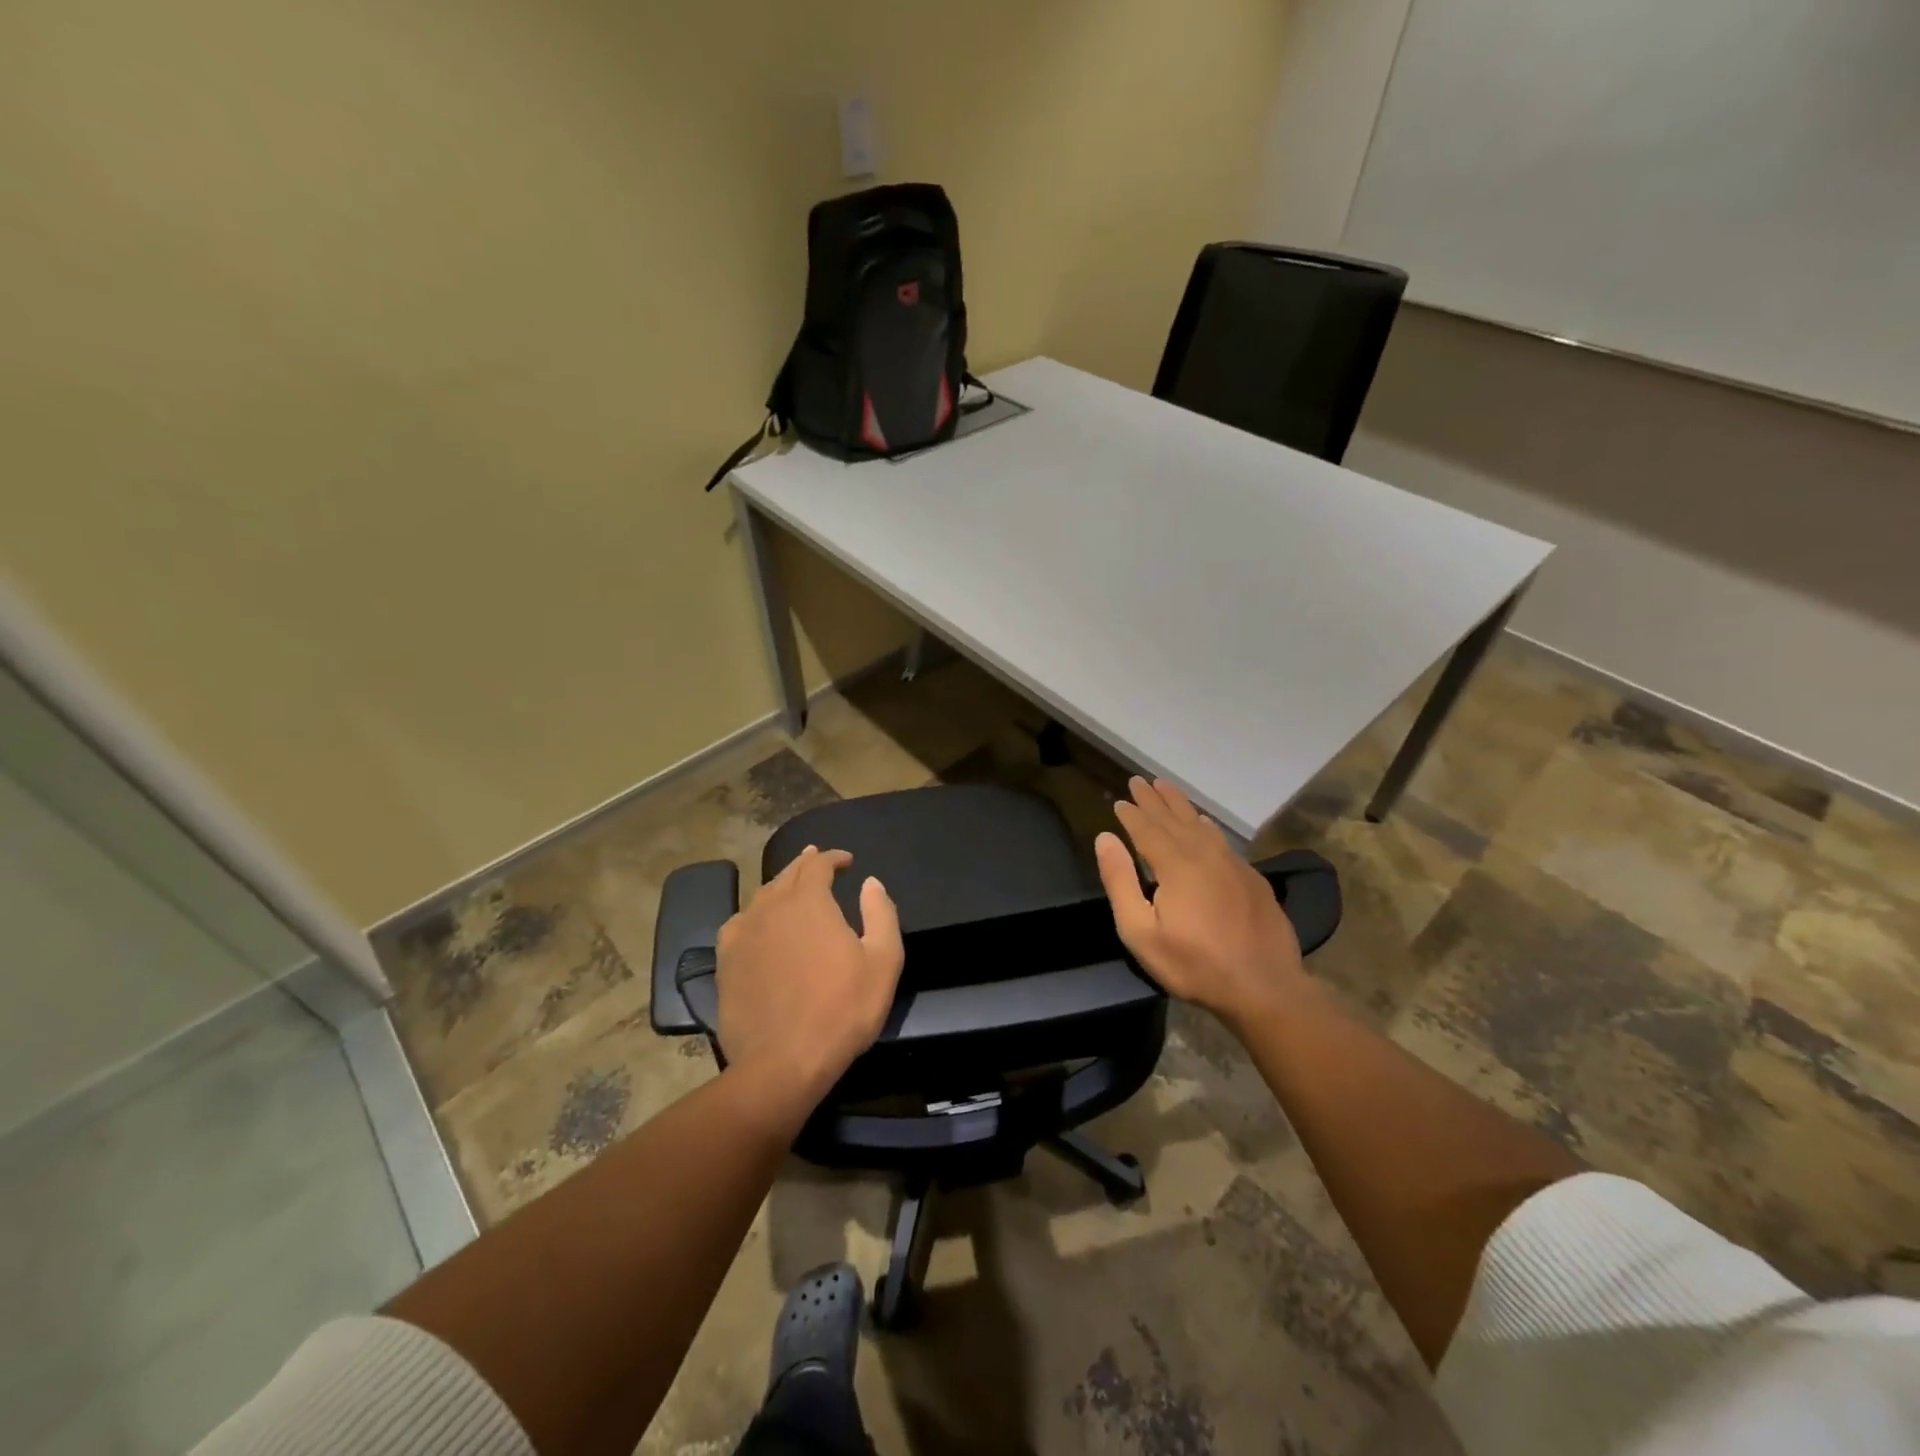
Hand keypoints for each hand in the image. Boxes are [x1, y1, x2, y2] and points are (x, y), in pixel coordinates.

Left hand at [713, 846, 903, 1106]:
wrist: (781, 1063)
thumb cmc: (841, 1011)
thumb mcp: (883, 962)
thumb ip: (880, 913)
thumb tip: (870, 882)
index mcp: (809, 901)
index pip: (819, 864)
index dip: (833, 858)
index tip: (847, 861)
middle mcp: (771, 907)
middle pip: (787, 874)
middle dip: (805, 864)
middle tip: (817, 860)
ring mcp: (742, 933)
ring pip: (762, 896)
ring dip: (780, 886)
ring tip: (791, 887)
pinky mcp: (725, 961)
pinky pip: (740, 923)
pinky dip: (754, 914)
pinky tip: (758, 923)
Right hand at [1095, 777, 1304, 1029]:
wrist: (1264, 987)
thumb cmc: (1194, 964)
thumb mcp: (1141, 932)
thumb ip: (1120, 881)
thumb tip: (1105, 838)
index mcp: (1175, 864)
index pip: (1147, 828)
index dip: (1131, 814)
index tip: (1119, 799)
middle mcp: (1204, 854)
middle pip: (1173, 818)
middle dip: (1153, 799)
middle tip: (1139, 780)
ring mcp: (1232, 864)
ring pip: (1200, 824)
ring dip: (1180, 804)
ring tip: (1166, 787)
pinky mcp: (1251, 878)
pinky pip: (1221, 839)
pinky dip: (1206, 824)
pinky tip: (1204, 822)